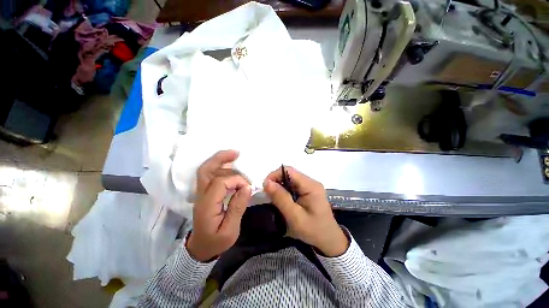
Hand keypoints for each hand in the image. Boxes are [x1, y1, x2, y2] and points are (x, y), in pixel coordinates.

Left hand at [186, 150, 251, 261]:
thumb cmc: (216, 242)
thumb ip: (237, 207)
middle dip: (220, 159)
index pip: (221, 183)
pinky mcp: (205, 193)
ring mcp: (201, 193)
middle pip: (206, 170)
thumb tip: (246, 187)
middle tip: (236, 153)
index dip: (236, 180)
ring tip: (235, 155)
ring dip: (220, 161)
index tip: (248, 187)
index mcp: (207, 205)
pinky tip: (229, 165)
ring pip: (206, 170)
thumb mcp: (230, 230)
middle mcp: (201, 195)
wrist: (201, 249)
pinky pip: (209, 174)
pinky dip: (219, 166)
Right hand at [263, 167, 348, 256]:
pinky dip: (285, 191)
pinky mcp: (309, 191)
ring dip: (280, 187)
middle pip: (289, 174)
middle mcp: (311, 182)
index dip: (275, 175)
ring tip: (274, 199)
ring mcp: (311, 186)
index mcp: (310, 186)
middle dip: (276, 181)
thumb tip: (266, 182)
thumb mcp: (294, 216)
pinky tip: (283, 200)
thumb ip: (280, 198)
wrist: (329, 240)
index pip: (289, 171)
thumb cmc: (313, 230)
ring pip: (290, 179)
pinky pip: (293, 186)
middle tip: (268, 195)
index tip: (265, 187)